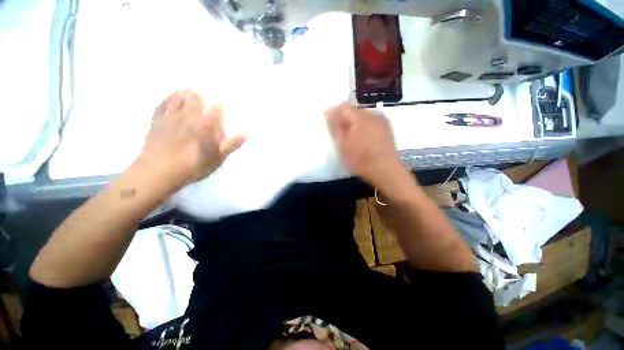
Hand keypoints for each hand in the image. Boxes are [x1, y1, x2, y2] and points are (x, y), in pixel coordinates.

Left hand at [137, 90, 246, 189]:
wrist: (158, 172)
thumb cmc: (193, 166)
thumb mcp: (217, 158)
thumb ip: (231, 144)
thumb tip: (247, 133)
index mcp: (205, 126)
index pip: (215, 111)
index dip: (219, 104)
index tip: (221, 99)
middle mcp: (189, 118)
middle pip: (196, 101)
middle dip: (202, 94)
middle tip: (204, 87)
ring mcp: (171, 118)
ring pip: (179, 100)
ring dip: (185, 92)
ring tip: (189, 87)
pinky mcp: (156, 122)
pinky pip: (162, 105)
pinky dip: (167, 98)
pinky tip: (170, 96)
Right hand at [324, 102, 402, 187]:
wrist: (385, 171)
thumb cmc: (361, 160)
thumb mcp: (343, 145)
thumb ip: (334, 126)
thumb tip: (328, 110)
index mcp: (360, 117)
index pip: (343, 107)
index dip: (335, 115)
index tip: (331, 126)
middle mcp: (373, 114)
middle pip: (354, 110)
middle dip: (345, 119)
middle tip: (341, 134)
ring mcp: (382, 120)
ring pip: (363, 116)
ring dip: (355, 123)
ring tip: (352, 138)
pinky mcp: (387, 127)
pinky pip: (371, 121)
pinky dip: (364, 126)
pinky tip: (363, 139)